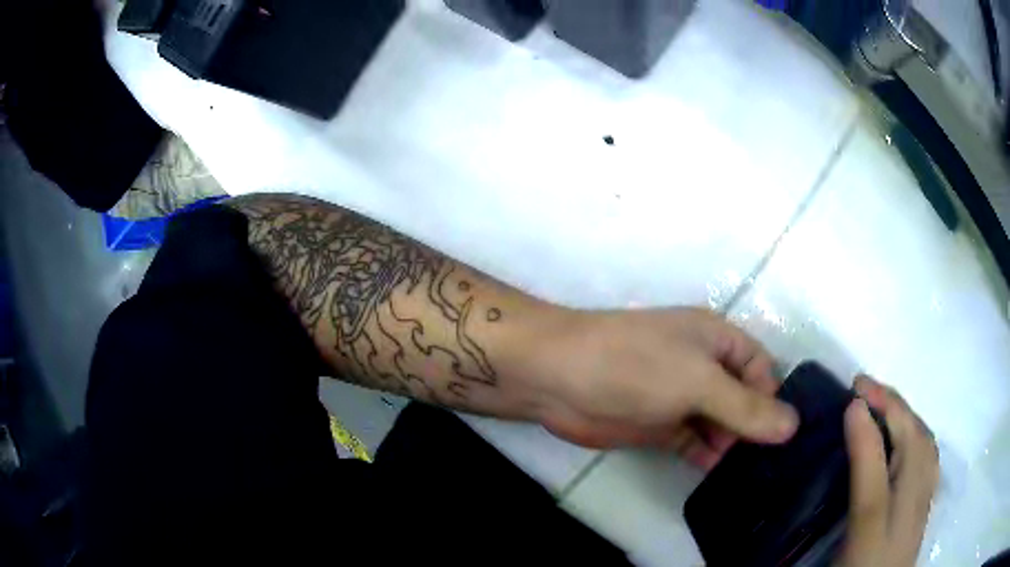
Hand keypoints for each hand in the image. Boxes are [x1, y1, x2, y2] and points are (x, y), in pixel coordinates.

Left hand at [532, 307, 798, 468]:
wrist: (559, 379)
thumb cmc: (636, 366)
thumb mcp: (699, 381)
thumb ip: (745, 407)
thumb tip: (792, 425)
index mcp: (716, 340)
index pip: (761, 367)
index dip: (772, 398)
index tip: (781, 436)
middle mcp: (703, 367)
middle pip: (742, 398)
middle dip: (755, 427)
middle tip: (772, 465)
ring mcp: (680, 398)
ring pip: (719, 423)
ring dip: (732, 445)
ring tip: (752, 476)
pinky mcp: (660, 425)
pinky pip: (694, 442)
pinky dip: (707, 456)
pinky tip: (719, 476)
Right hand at [837, 376, 938, 566]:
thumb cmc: (868, 562)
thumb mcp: (865, 519)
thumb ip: (866, 467)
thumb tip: (854, 412)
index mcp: (909, 487)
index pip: (899, 433)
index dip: (879, 405)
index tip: (852, 387)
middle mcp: (923, 483)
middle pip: (917, 431)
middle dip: (894, 403)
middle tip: (864, 389)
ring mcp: (924, 495)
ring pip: (923, 442)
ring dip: (906, 416)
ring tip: (884, 407)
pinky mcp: (920, 507)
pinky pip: (925, 459)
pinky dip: (916, 437)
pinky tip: (906, 442)